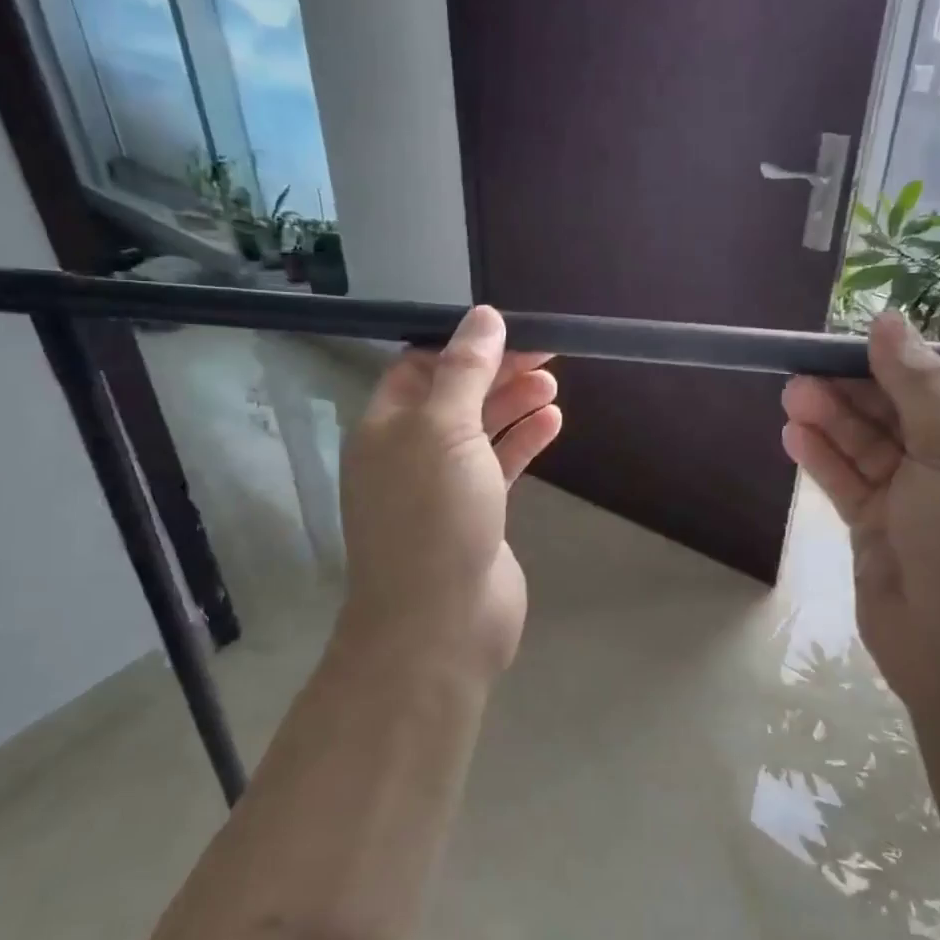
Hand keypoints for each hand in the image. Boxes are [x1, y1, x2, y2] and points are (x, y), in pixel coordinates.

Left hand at [338, 306, 561, 682]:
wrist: (440, 624)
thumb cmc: (434, 517)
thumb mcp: (444, 430)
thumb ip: (464, 371)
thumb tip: (482, 316)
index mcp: (386, 428)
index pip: (418, 367)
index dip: (460, 346)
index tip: (507, 330)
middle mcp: (409, 453)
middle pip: (455, 396)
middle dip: (496, 371)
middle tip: (546, 352)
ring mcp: (443, 487)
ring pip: (480, 430)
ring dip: (514, 403)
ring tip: (552, 384)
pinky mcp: (475, 515)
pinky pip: (499, 465)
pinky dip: (524, 441)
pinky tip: (553, 422)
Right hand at [780, 313, 939, 706]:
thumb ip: (917, 386)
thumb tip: (891, 320)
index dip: (900, 364)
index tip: (852, 344)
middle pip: (898, 414)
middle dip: (853, 392)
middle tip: (804, 370)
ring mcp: (916, 500)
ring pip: (868, 448)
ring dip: (832, 421)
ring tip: (791, 394)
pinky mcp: (879, 529)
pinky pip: (849, 483)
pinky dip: (824, 460)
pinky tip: (794, 436)